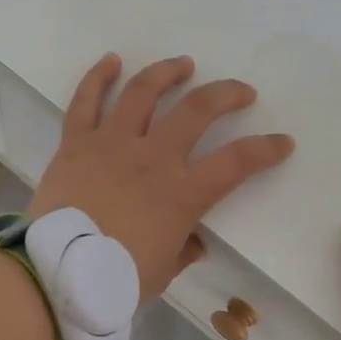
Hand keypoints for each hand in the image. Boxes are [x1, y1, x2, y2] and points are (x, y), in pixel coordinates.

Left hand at [31, 53, 295, 302]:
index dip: (266, 149)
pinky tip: (112, 60)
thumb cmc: (115, 279)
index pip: (236, 163)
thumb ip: (184, 250)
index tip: (283, 142)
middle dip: (226, 94)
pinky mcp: (76, 143)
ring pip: (143, 93)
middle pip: (197, 111)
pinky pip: (85, 102)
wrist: (57, 274)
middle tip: (240, 92)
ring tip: (183, 64)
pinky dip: (98, 78)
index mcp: (181, 194)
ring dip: (167, 73)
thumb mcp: (163, 272)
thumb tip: (196, 241)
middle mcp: (152, 159)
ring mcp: (112, 144)